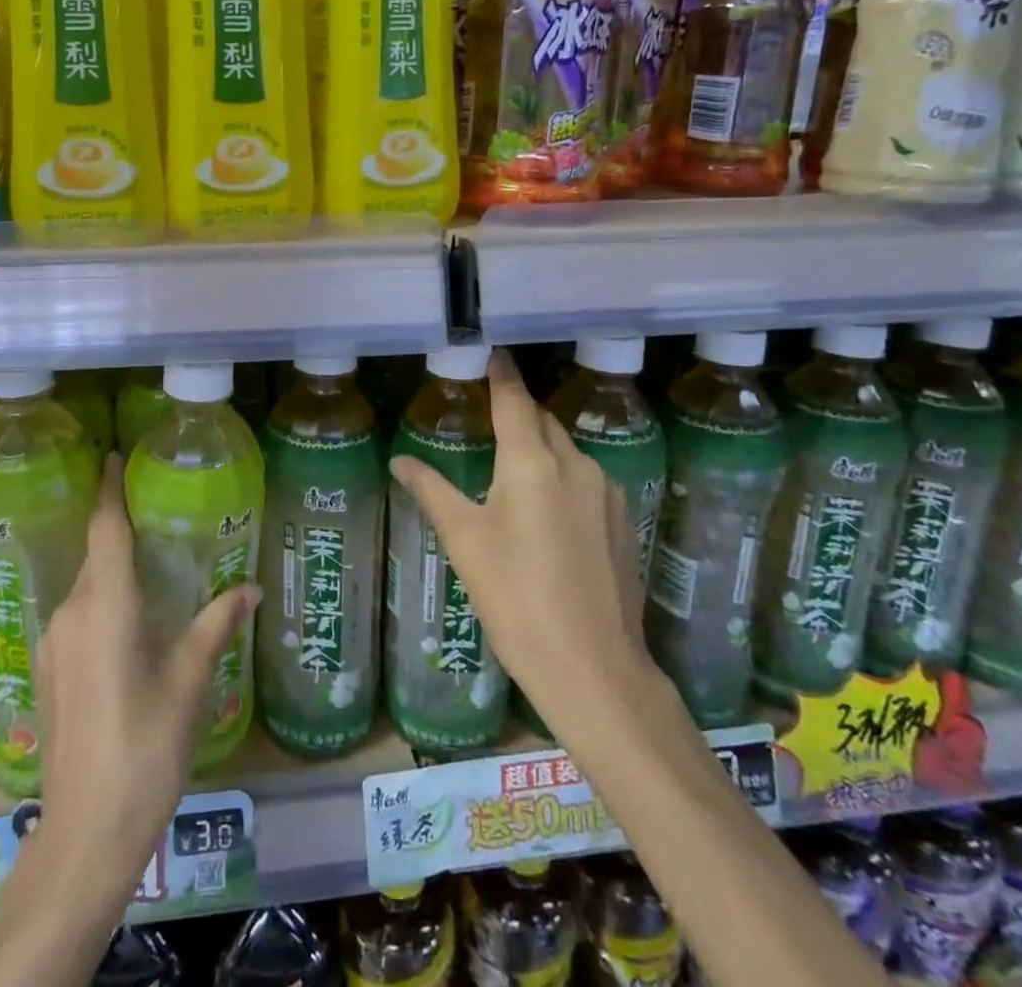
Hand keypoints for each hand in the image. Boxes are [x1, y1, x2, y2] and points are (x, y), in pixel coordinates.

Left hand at [33, 453, 260, 881]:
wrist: (86, 835)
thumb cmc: (146, 747)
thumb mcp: (190, 681)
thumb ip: (217, 624)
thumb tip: (252, 589)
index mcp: (106, 605)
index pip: (105, 528)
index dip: (110, 489)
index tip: (114, 457)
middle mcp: (72, 612)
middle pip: (97, 555)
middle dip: (120, 531)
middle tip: (157, 515)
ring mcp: (53, 644)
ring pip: (87, 588)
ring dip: (113, 573)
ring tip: (151, 569)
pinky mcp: (47, 673)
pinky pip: (78, 618)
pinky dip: (103, 605)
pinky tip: (129, 627)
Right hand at [389, 351, 655, 741]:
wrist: (593, 668)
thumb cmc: (516, 598)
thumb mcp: (465, 542)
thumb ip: (432, 491)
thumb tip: (400, 461)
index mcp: (532, 462)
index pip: (514, 399)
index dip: (501, 374)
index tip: (491, 353)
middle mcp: (574, 464)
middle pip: (541, 421)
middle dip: (517, 413)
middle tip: (487, 419)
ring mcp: (605, 491)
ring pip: (566, 450)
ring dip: (539, 447)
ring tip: (510, 472)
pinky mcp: (622, 519)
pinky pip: (584, 479)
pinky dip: (560, 477)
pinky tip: (544, 512)